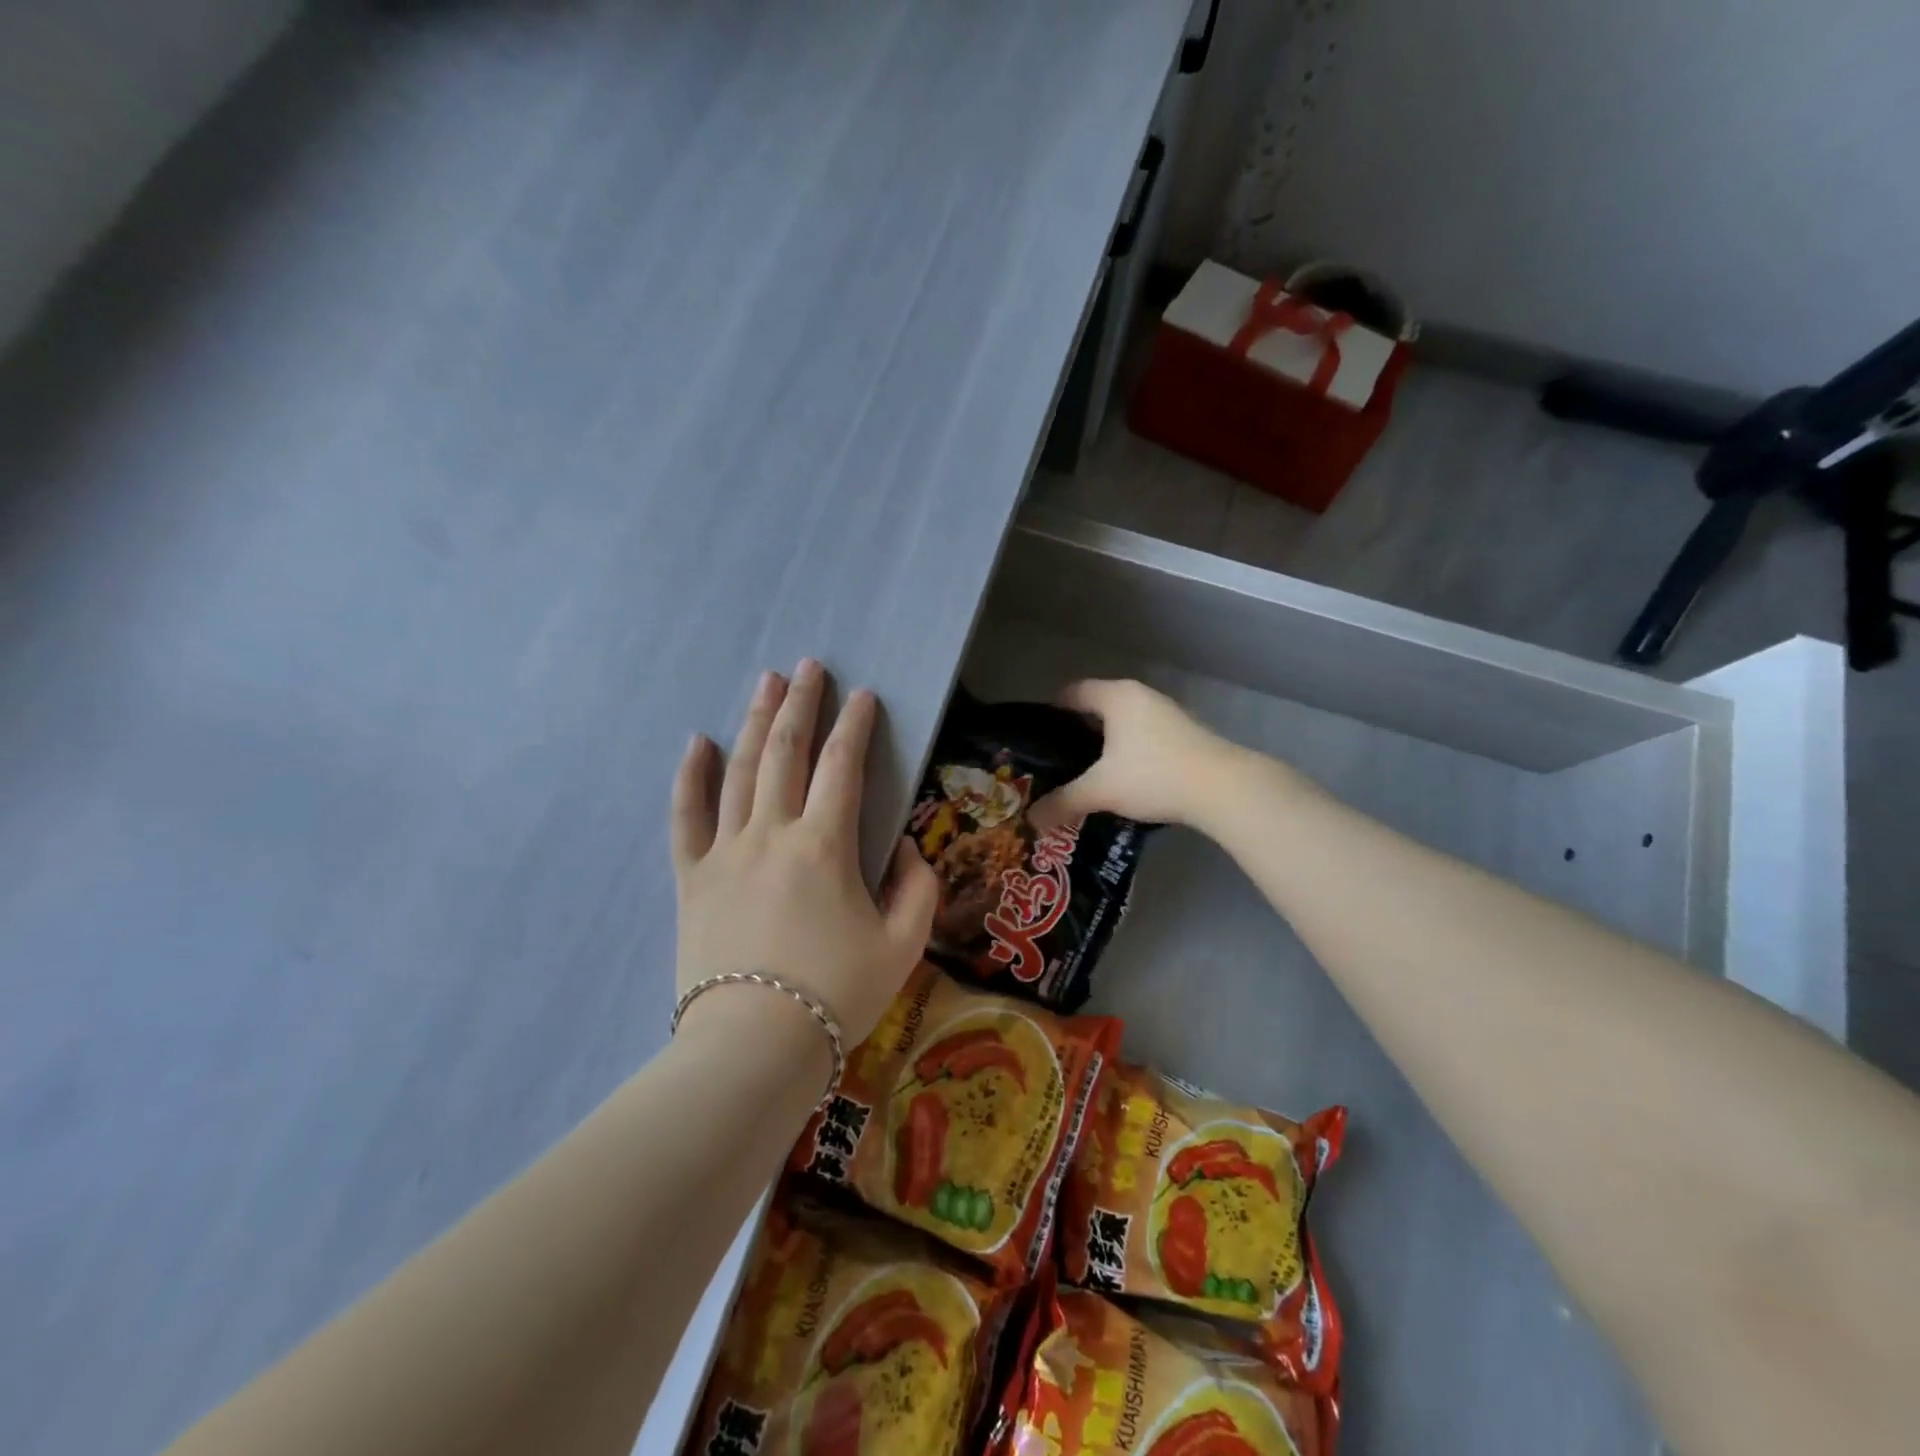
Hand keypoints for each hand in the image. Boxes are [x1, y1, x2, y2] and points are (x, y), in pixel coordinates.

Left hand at [670, 660, 938, 1047]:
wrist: (754, 1047)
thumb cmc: (836, 995)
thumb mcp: (902, 945)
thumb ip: (917, 889)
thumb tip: (905, 850)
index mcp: (825, 846)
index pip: (842, 767)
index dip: (855, 726)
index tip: (863, 695)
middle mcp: (772, 833)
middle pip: (786, 752)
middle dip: (800, 704)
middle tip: (807, 667)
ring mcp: (726, 852)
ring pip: (739, 771)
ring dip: (754, 722)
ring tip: (764, 683)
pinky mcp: (692, 878)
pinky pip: (686, 817)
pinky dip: (690, 778)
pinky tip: (696, 743)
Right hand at [1029, 679, 1237, 830]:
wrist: (1224, 788)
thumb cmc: (1154, 775)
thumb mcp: (1101, 790)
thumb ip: (1063, 802)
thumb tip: (1031, 819)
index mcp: (1116, 696)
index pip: (1073, 692)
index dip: (1051, 712)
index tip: (1038, 739)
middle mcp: (1141, 696)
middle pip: (1098, 707)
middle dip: (1077, 733)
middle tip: (1059, 762)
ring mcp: (1168, 713)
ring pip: (1124, 724)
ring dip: (1106, 745)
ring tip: (1089, 775)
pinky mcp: (1187, 734)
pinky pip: (1145, 736)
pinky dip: (1130, 752)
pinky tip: (1127, 781)